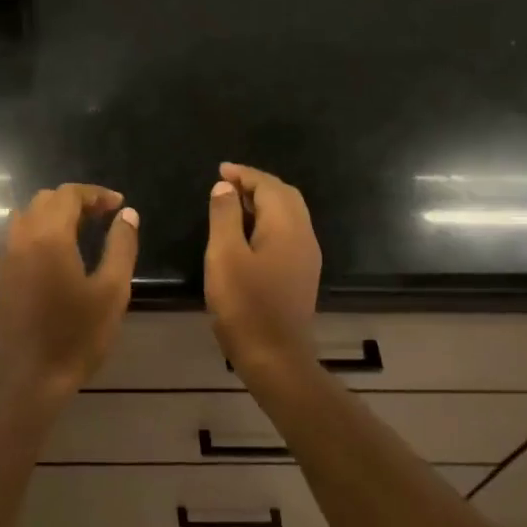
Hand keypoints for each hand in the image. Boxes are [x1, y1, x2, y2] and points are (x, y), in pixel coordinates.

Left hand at [0, 184, 138, 397]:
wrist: (30, 378)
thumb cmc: (77, 336)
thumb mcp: (112, 291)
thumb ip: (121, 246)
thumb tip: (127, 215)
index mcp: (48, 236)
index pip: (69, 195)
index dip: (96, 194)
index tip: (119, 206)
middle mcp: (21, 238)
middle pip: (45, 200)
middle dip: (76, 201)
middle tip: (104, 216)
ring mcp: (7, 257)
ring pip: (28, 216)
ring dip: (55, 214)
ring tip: (83, 231)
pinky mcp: (2, 275)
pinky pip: (19, 236)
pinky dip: (41, 231)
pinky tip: (61, 254)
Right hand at [204, 162, 320, 383]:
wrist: (275, 356)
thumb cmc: (245, 305)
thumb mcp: (224, 255)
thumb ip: (225, 216)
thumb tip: (226, 188)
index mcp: (287, 226)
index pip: (269, 186)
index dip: (244, 174)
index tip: (220, 170)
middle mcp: (304, 235)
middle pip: (285, 196)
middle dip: (257, 184)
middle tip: (226, 184)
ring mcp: (306, 257)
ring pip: (288, 215)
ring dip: (263, 203)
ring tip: (232, 204)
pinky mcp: (301, 274)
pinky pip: (287, 234)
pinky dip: (267, 222)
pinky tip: (246, 234)